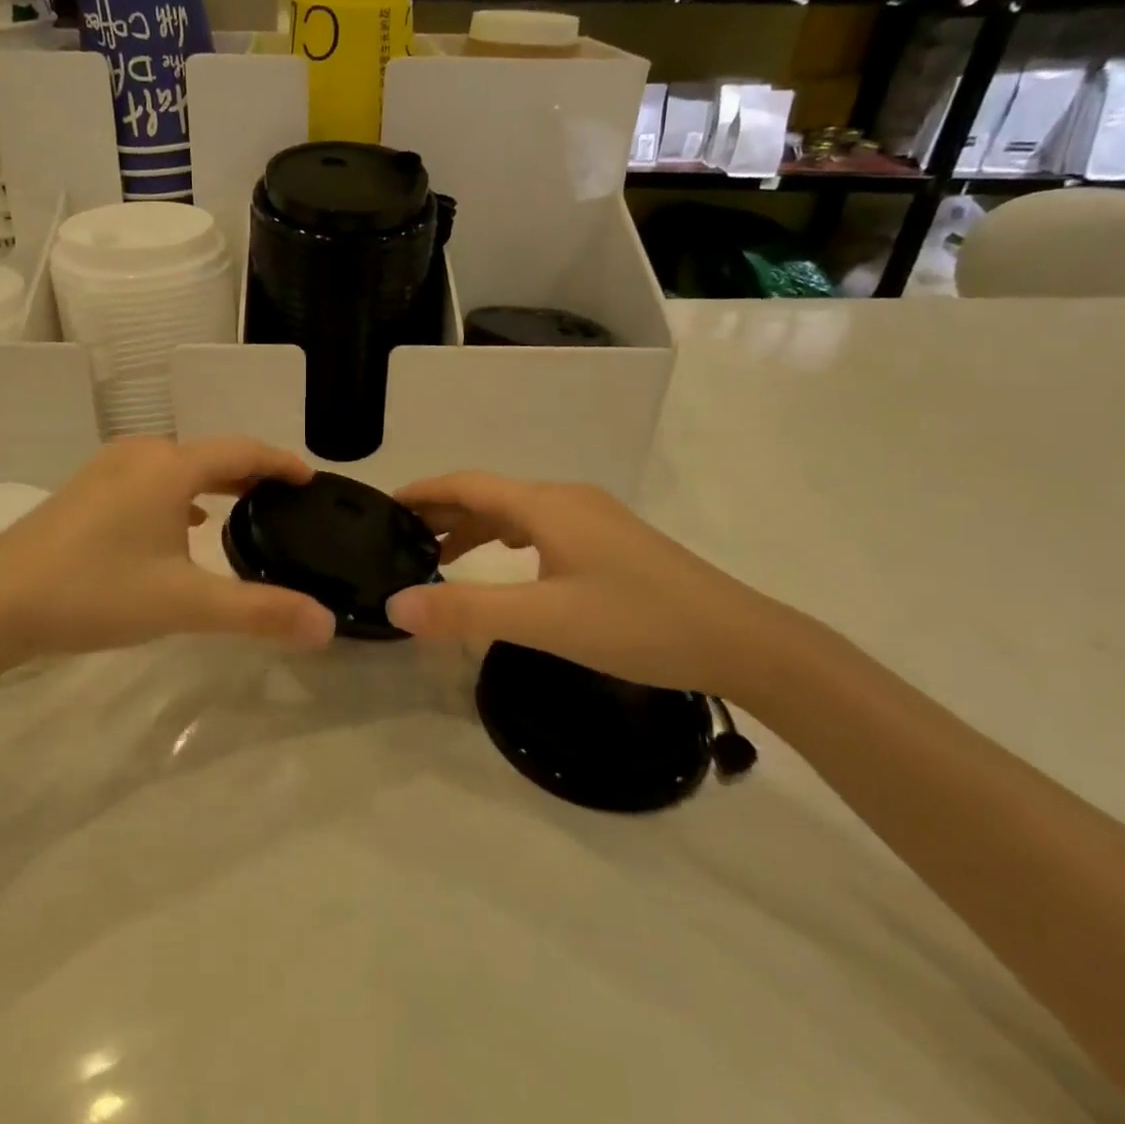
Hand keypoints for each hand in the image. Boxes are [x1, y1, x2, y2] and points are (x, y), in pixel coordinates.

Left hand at [0, 437, 335, 685]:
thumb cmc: (95, 593)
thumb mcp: (185, 605)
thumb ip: (259, 612)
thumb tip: (326, 625)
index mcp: (171, 467)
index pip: (243, 450)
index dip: (282, 462)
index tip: (311, 478)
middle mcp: (142, 454)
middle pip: (212, 452)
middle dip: (251, 472)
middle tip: (284, 499)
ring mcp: (107, 468)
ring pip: (178, 464)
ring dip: (215, 481)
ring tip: (243, 508)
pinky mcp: (85, 489)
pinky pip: (150, 478)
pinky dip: (180, 492)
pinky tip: (183, 523)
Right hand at [385, 472, 817, 698]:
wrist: (741, 640)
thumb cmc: (638, 623)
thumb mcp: (545, 620)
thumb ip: (467, 611)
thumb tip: (395, 606)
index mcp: (546, 504)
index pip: (467, 483)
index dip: (423, 491)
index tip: (383, 505)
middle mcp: (566, 498)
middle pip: (489, 493)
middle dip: (443, 512)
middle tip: (400, 539)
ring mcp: (593, 518)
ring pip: (517, 512)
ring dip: (475, 528)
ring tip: (440, 557)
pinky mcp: (611, 541)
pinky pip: (541, 528)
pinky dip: (507, 540)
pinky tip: (505, 565)